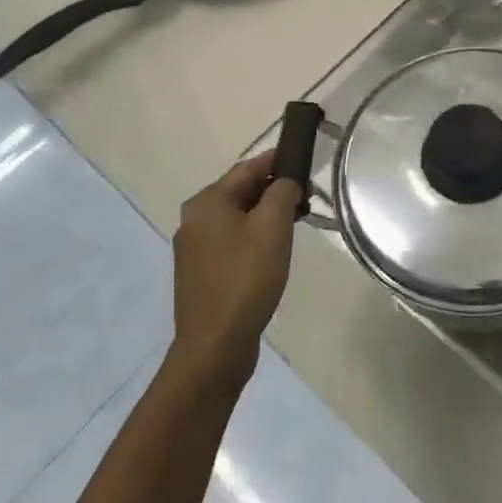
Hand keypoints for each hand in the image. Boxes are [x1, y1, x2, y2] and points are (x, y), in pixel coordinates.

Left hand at [169, 150, 301, 387]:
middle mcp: (194, 219)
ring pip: (237, 218)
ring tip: (297, 220)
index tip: (303, 157)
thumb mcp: (272, 228)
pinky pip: (232, 241)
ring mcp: (194, 248)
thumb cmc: (245, 278)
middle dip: (274, 189)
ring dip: (266, 214)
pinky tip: (274, 250)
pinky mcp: (201, 273)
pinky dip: (254, 236)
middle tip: (308, 194)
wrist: (215, 345)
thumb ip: (282, 193)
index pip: (247, 168)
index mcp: (207, 202)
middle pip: (240, 192)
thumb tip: (285, 181)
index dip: (276, 160)